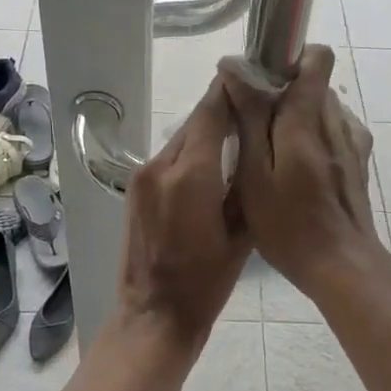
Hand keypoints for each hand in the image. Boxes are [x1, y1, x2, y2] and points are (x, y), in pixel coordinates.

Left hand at [115, 75, 250, 347]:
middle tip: (256, 107)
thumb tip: (254, 144)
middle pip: (195, 122)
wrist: (155, 314)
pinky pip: (169, 158)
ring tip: (238, 136)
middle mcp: (161, 166)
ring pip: (182, 139)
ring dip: (207, 133)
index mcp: (191, 175)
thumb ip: (246, 182)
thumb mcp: (241, 232)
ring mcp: (143, 177)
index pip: (211, 112)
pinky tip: (212, 165)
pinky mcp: (135, 189)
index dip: (233, 90)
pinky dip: (191, 153)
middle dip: (223, 111)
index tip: (255, 76)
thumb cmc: (207, 282)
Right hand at [219, 45, 384, 301]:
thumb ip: (250, 118)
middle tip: (253, 126)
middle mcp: (337, 121)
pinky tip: (299, 169)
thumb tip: (235, 68)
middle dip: (283, 93)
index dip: (288, 58)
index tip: (260, 80)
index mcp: (308, 120)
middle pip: (314, 84)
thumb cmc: (288, 225)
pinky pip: (334, 131)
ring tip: (273, 152)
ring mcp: (352, 143)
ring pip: (324, 108)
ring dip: (297, 117)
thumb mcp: (255, 173)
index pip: (316, 58)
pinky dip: (314, 137)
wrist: (341, 266)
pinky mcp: (358, 163)